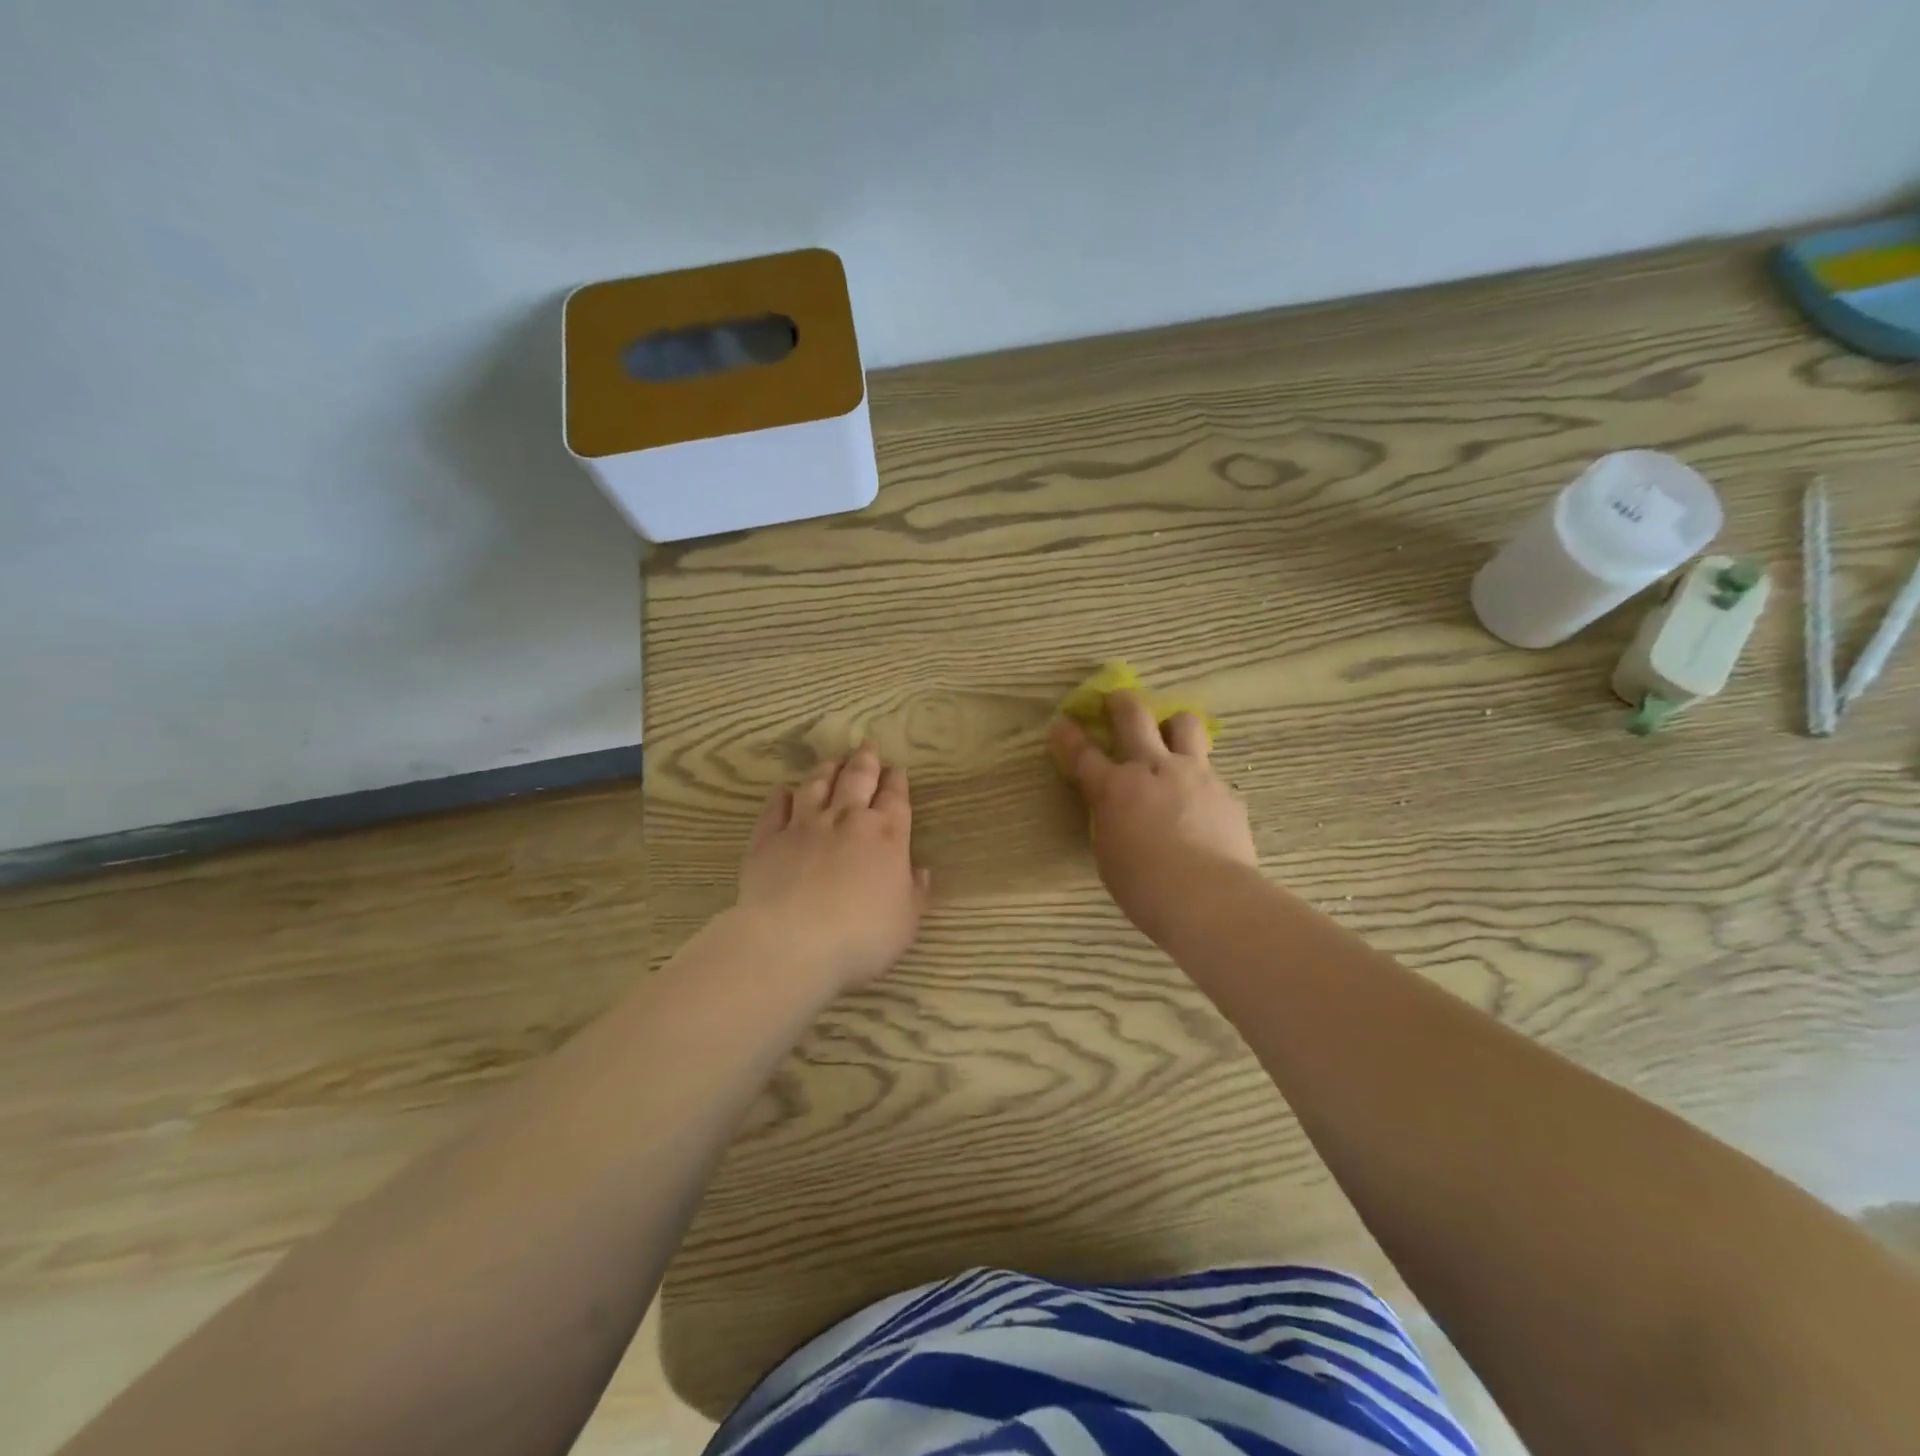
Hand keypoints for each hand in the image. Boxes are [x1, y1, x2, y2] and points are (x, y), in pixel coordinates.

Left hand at [735, 743, 931, 995]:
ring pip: (817, 785)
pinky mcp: (769, 839)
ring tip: (832, 760)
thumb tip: (921, 871)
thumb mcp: (906, 921)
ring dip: (826, 770)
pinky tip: (783, 790)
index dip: (897, 782)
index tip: (896, 770)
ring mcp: (805, 826)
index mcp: (887, 836)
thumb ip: (915, 892)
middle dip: (865, 761)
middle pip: (858, 780)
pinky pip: (776, 809)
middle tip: (867, 745)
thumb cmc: (862, 935)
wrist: (793, 941)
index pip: (895, 799)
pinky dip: (781, 796)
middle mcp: (847, 820)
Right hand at [1050, 690, 1256, 943]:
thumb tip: (1118, 813)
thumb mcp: (1109, 854)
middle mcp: (1153, 769)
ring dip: (1173, 726)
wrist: (1209, 898)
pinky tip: (1203, 805)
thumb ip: (1111, 822)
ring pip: (1185, 725)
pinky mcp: (1226, 791)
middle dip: (1120, 703)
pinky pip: (1212, 773)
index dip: (1068, 737)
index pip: (1083, 753)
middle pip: (1134, 717)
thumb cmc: (1145, 887)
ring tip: (1171, 738)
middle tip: (1116, 701)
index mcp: (1114, 789)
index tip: (1061, 724)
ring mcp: (1194, 774)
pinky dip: (1201, 781)